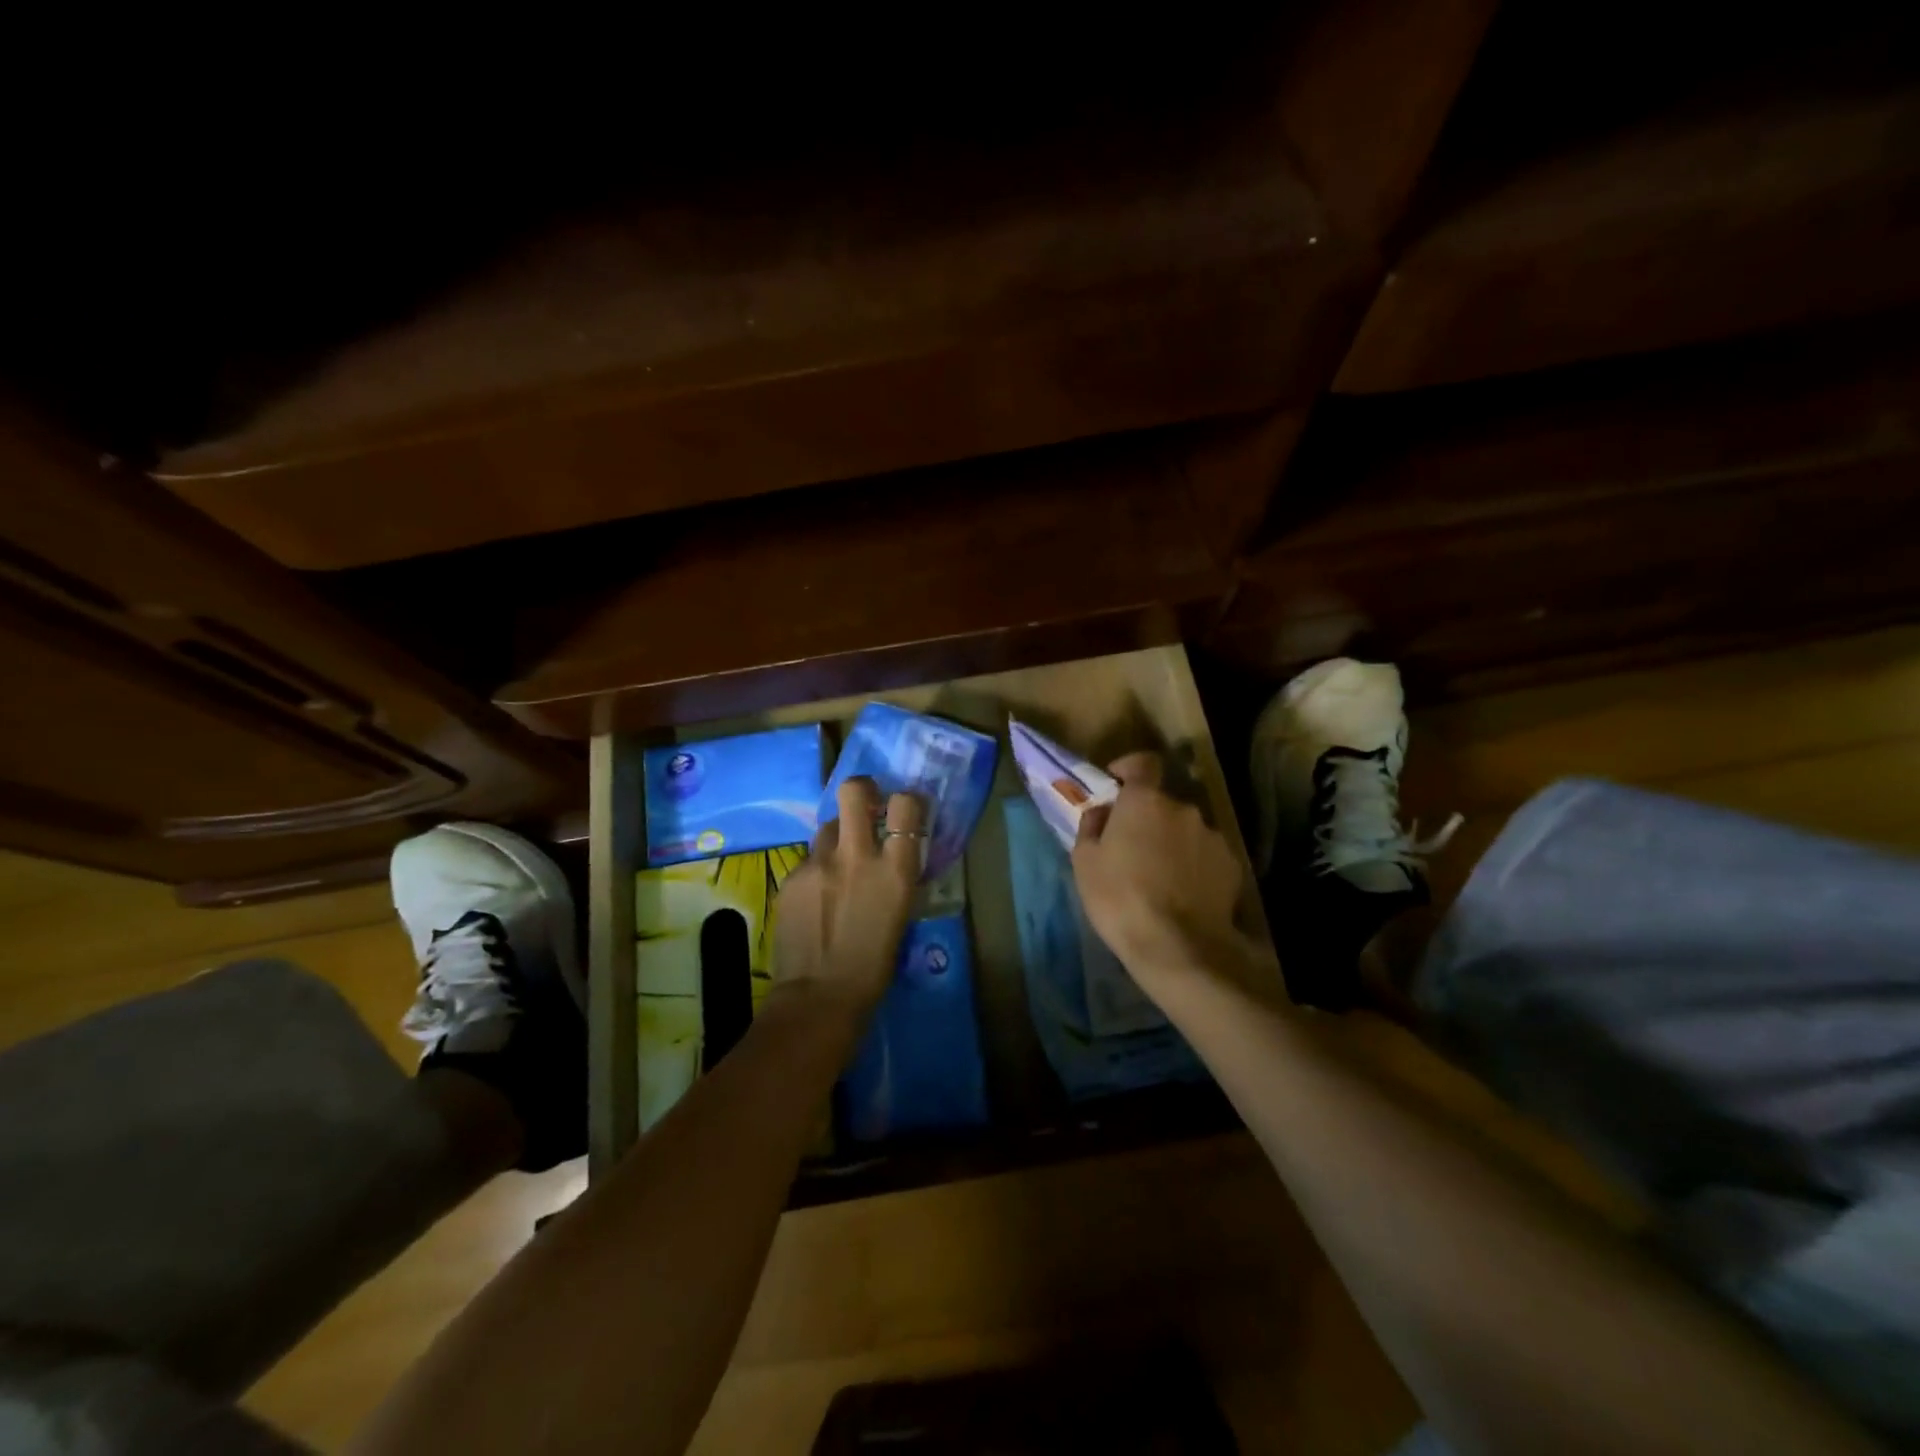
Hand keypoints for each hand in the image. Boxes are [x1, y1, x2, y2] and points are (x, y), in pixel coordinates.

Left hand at [771, 777, 923, 1016]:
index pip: (906, 805)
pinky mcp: (790, 877)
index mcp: (894, 869)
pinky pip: (808, 859)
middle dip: (862, 791)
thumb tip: (894, 853)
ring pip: (827, 826)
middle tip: (866, 807)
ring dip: (838, 835)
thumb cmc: (874, 965)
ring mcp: (818, 864)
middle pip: (854, 791)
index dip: (906, 801)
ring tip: (838, 863)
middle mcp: (856, 856)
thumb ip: (896, 875)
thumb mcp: (901, 914)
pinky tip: (816, 898)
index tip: (903, 810)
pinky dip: (816, 869)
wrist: (819, 998)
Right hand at [1072, 752, 1258, 999]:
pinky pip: (1205, 855)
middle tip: (1131, 847)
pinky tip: (1183, 894)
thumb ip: (1092, 826)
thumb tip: (1103, 812)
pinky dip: (1194, 865)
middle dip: (1147, 817)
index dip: (1129, 767)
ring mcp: (1212, 837)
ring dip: (1172, 842)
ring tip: (1159, 877)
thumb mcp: (1085, 862)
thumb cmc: (1120, 899)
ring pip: (1185, 830)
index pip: (1143, 762)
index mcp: (1145, 801)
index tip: (1117, 782)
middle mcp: (1184, 809)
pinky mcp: (1232, 866)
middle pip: (1163, 802)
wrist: (1178, 947)